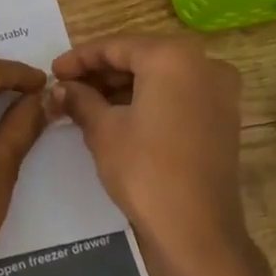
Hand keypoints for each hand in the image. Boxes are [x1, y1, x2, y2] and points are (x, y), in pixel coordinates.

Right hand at [50, 35, 248, 272]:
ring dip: (122, 87)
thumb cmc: (145, 170)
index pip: (116, 46)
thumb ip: (80, 100)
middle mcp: (203, 63)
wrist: (197, 229)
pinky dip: (147, 100)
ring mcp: (218, 91)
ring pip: (160, 77)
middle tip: (66, 88)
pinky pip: (177, 95)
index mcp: (173, 57)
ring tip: (84, 104)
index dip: (79, 58)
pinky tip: (116, 115)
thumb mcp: (103, 130)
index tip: (52, 72)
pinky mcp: (222, 116)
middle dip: (101, 72)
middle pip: (141, 57)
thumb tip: (60, 88)